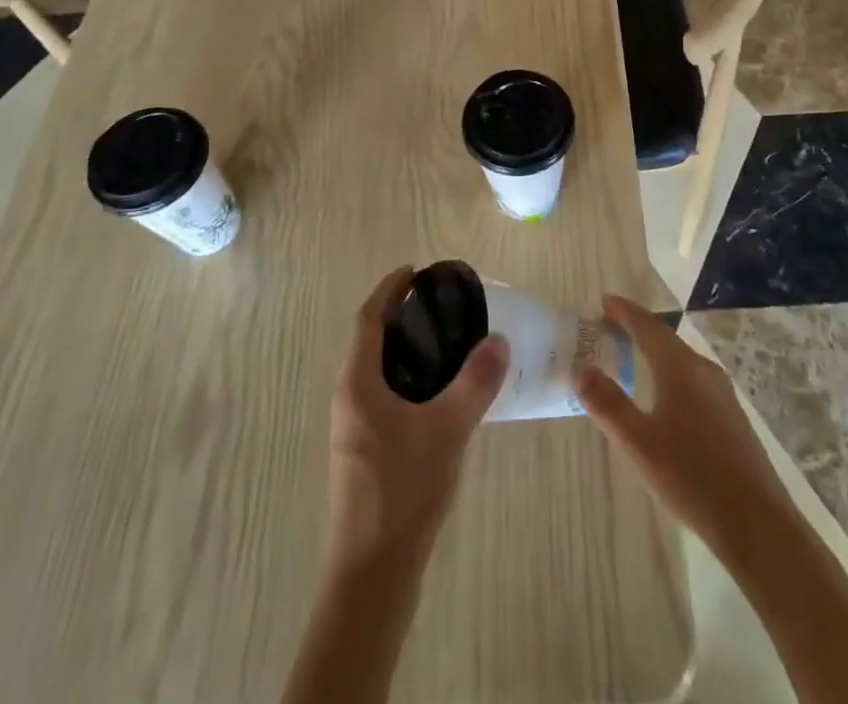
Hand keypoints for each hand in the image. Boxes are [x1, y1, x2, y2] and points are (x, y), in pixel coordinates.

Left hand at [324, 267, 509, 579]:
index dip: (390, 289)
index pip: (369, 318)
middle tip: (441, 304)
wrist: (373, 575)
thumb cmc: (403, 490)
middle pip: (371, 341)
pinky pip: (384, 396)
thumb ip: (475, 381)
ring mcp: (354, 429)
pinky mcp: (364, 453)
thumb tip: (498, 340)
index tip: (415, 271)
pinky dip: (408, 379)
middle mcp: (348, 399)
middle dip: (400, 316)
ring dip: (405, 349)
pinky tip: (440, 395)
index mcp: (358, 384)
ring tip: (446, 342)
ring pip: (377, 372)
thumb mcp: (448, 429)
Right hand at [574, 295, 792, 561]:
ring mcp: (722, 393)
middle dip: (637, 330)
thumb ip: (608, 404)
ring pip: (681, 359)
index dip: (624, 312)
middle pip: (665, 339)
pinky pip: (694, 378)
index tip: (603, 301)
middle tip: (609, 329)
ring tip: (632, 357)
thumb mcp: (639, 444)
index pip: (647, 326)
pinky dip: (671, 372)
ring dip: (655, 352)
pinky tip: (665, 396)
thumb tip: (580, 370)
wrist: (757, 524)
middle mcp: (703, 370)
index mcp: (680, 368)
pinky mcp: (731, 416)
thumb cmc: (692, 478)